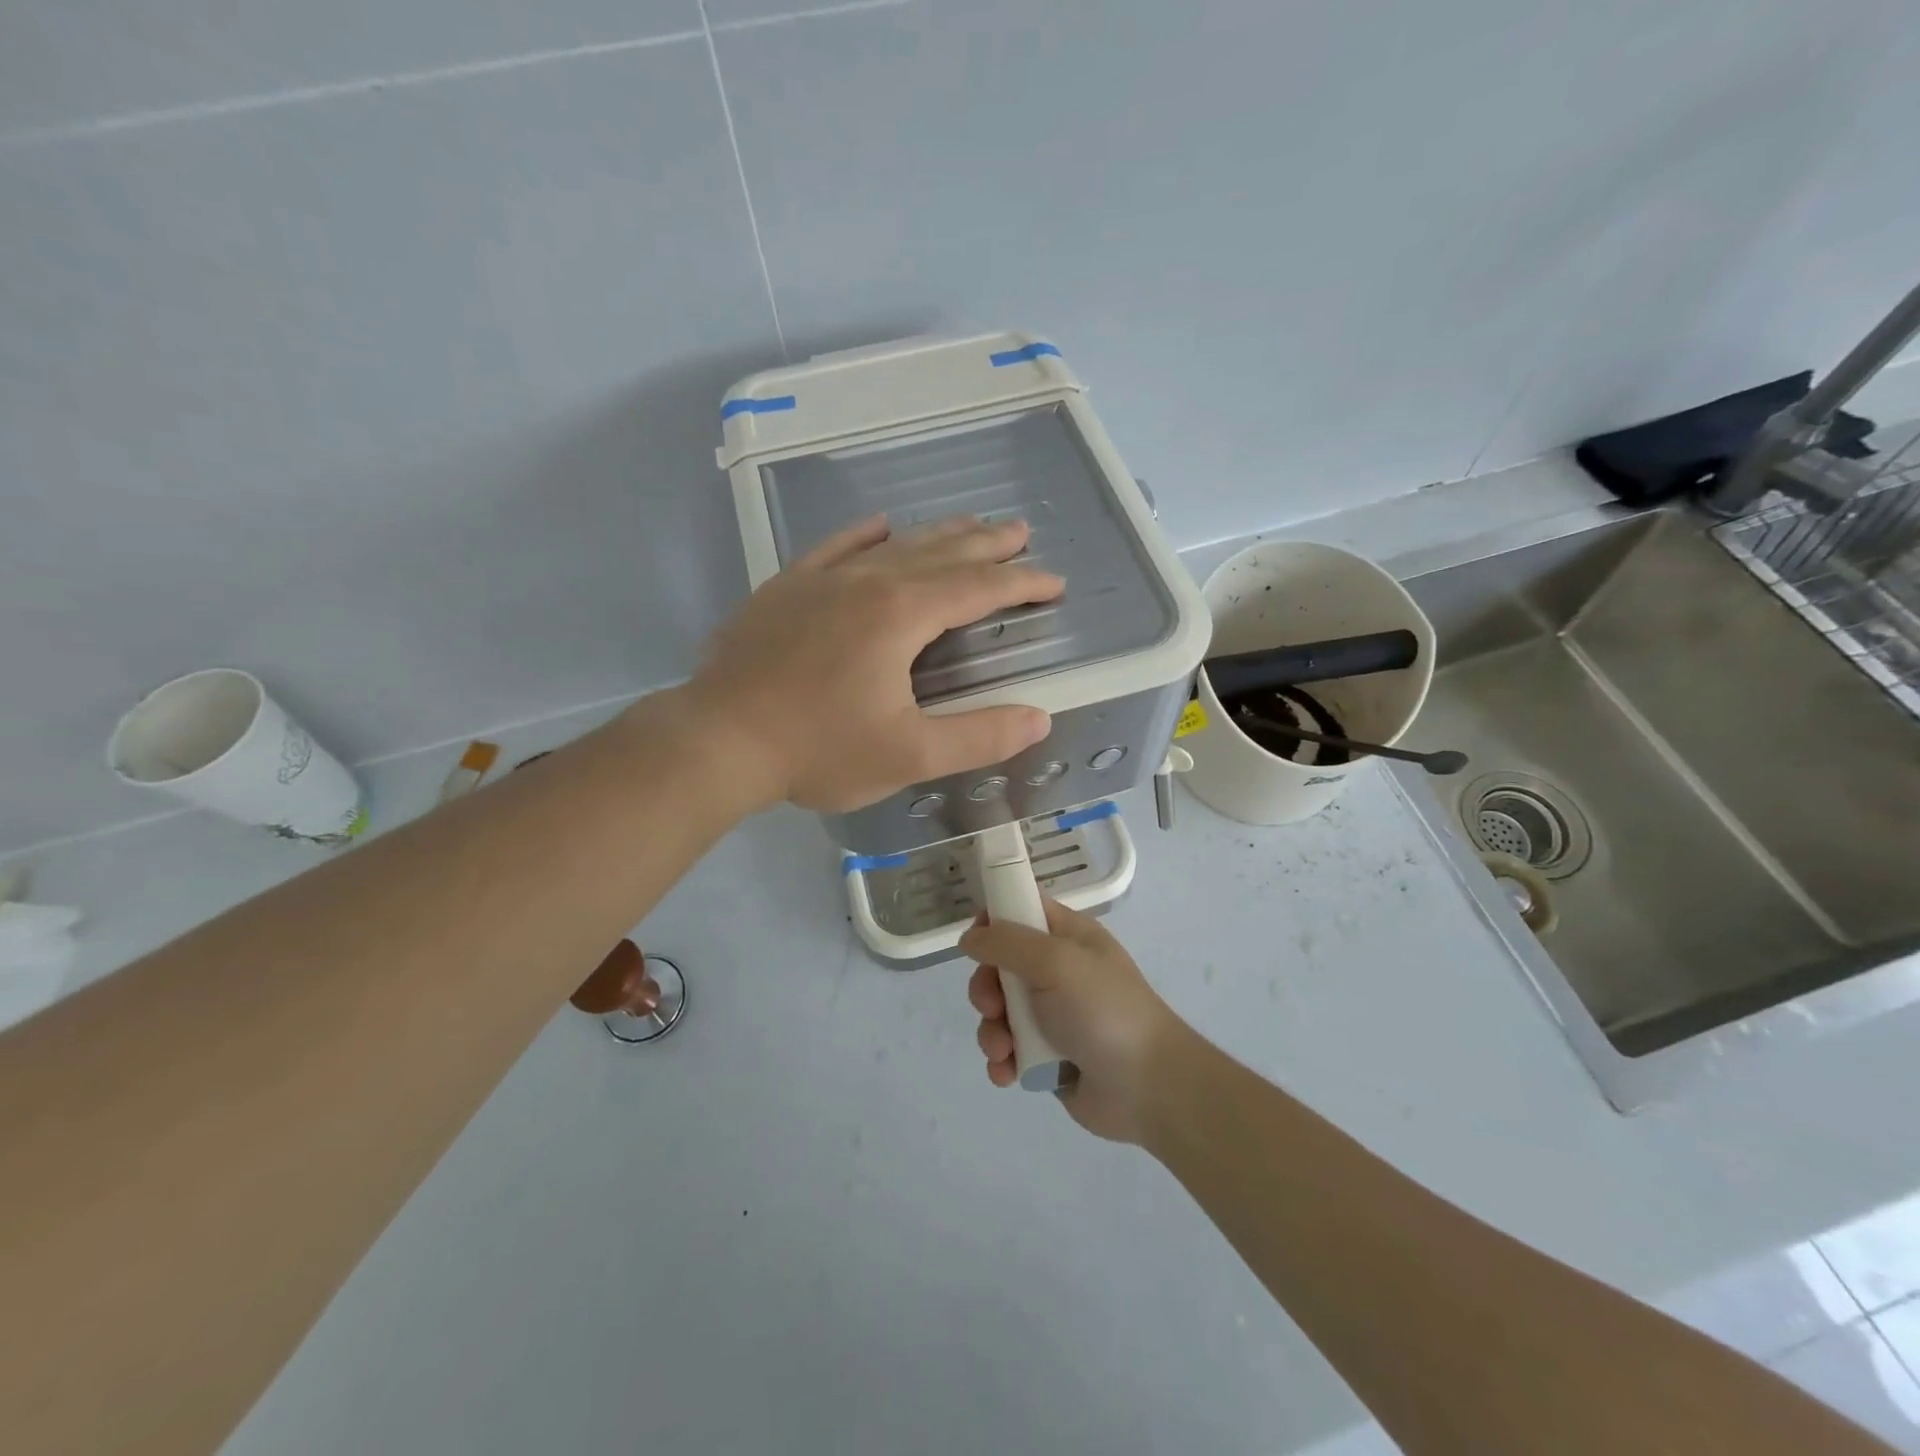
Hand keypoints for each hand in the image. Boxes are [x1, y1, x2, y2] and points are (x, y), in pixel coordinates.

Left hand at [683, 516, 1063, 812]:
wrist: (719, 739)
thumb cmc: (818, 749)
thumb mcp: (909, 754)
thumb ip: (978, 736)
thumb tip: (1038, 719)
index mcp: (902, 615)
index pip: (977, 588)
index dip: (1021, 583)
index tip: (1054, 582)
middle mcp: (867, 582)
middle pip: (940, 553)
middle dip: (986, 544)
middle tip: (1020, 531)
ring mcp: (822, 579)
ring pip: (893, 545)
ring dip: (937, 534)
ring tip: (969, 524)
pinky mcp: (786, 588)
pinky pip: (835, 547)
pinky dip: (864, 534)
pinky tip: (879, 525)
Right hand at [960, 899, 1184, 1143]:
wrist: (1147, 1087)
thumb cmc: (1103, 1010)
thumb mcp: (1056, 961)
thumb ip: (1007, 943)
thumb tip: (969, 939)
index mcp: (1067, 937)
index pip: (1022, 909)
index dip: (994, 919)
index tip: (975, 940)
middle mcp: (1057, 971)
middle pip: (1000, 965)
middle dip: (986, 987)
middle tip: (992, 1006)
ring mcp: (1051, 1015)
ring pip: (999, 1011)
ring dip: (992, 1031)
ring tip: (1004, 1050)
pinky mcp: (1046, 1056)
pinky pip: (1008, 1050)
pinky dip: (1002, 1061)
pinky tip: (1009, 1073)